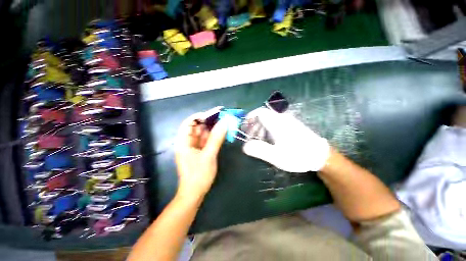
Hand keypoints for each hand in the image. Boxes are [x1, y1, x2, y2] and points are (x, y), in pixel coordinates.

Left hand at [175, 112, 227, 197]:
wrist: (195, 193)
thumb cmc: (199, 175)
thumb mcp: (209, 155)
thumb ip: (216, 138)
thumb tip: (224, 123)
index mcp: (183, 142)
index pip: (189, 123)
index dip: (200, 116)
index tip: (213, 113)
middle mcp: (187, 142)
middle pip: (197, 127)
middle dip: (209, 121)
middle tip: (222, 117)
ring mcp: (194, 146)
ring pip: (203, 133)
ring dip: (213, 128)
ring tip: (224, 123)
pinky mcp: (200, 151)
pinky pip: (206, 140)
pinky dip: (213, 136)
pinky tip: (221, 132)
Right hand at [242, 108, 329, 172]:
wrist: (320, 156)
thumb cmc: (297, 155)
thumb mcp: (276, 155)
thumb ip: (259, 150)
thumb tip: (245, 146)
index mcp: (277, 123)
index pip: (260, 112)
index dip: (250, 116)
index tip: (245, 125)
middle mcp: (282, 119)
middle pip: (263, 116)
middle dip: (254, 125)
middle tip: (251, 137)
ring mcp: (288, 121)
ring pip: (269, 120)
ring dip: (261, 128)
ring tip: (259, 140)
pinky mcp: (291, 126)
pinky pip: (275, 123)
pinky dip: (268, 130)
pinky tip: (270, 140)